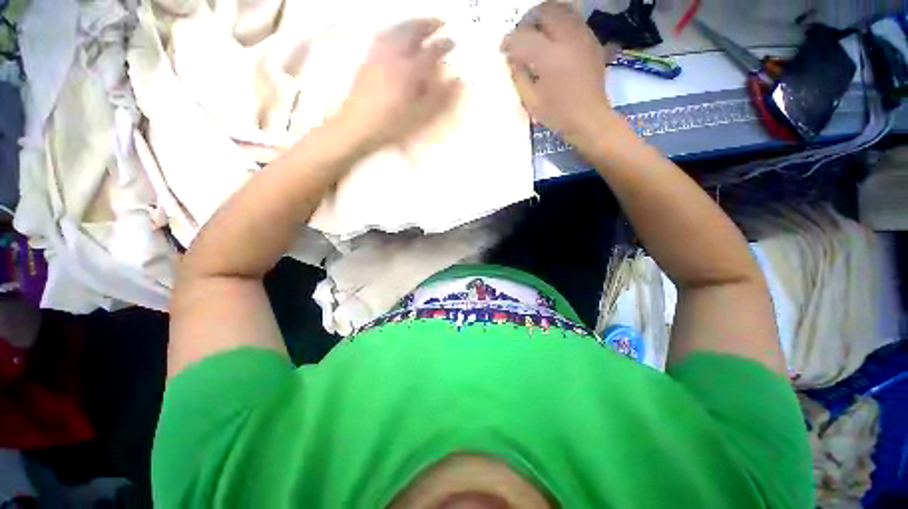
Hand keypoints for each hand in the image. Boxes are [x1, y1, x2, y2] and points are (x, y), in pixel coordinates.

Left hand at [336, 19, 461, 152]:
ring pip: (396, 29)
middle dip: (427, 24)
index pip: (431, 51)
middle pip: (412, 31)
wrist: (358, 125)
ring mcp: (379, 54)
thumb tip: (456, 81)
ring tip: (420, 23)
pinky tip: (396, 33)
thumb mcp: (420, 116)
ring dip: (411, 23)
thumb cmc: (392, 125)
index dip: (443, 45)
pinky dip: (395, 29)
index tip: (453, 41)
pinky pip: (383, 35)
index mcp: (410, 71)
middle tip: (439, 22)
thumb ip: (439, 97)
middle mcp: (395, 56)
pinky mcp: (368, 59)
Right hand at [502, 1, 615, 146]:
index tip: (503, 49)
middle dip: (527, 21)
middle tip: (520, 37)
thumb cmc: (558, 114)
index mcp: (550, 57)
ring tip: (536, 34)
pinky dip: (559, 23)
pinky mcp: (592, 40)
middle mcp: (568, 38)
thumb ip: (519, 76)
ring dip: (544, 18)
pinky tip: (553, 40)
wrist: (589, 118)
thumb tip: (512, 59)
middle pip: (544, 11)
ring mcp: (583, 36)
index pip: (524, 36)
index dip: (509, 40)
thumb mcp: (531, 101)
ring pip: (561, 9)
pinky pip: (573, 19)